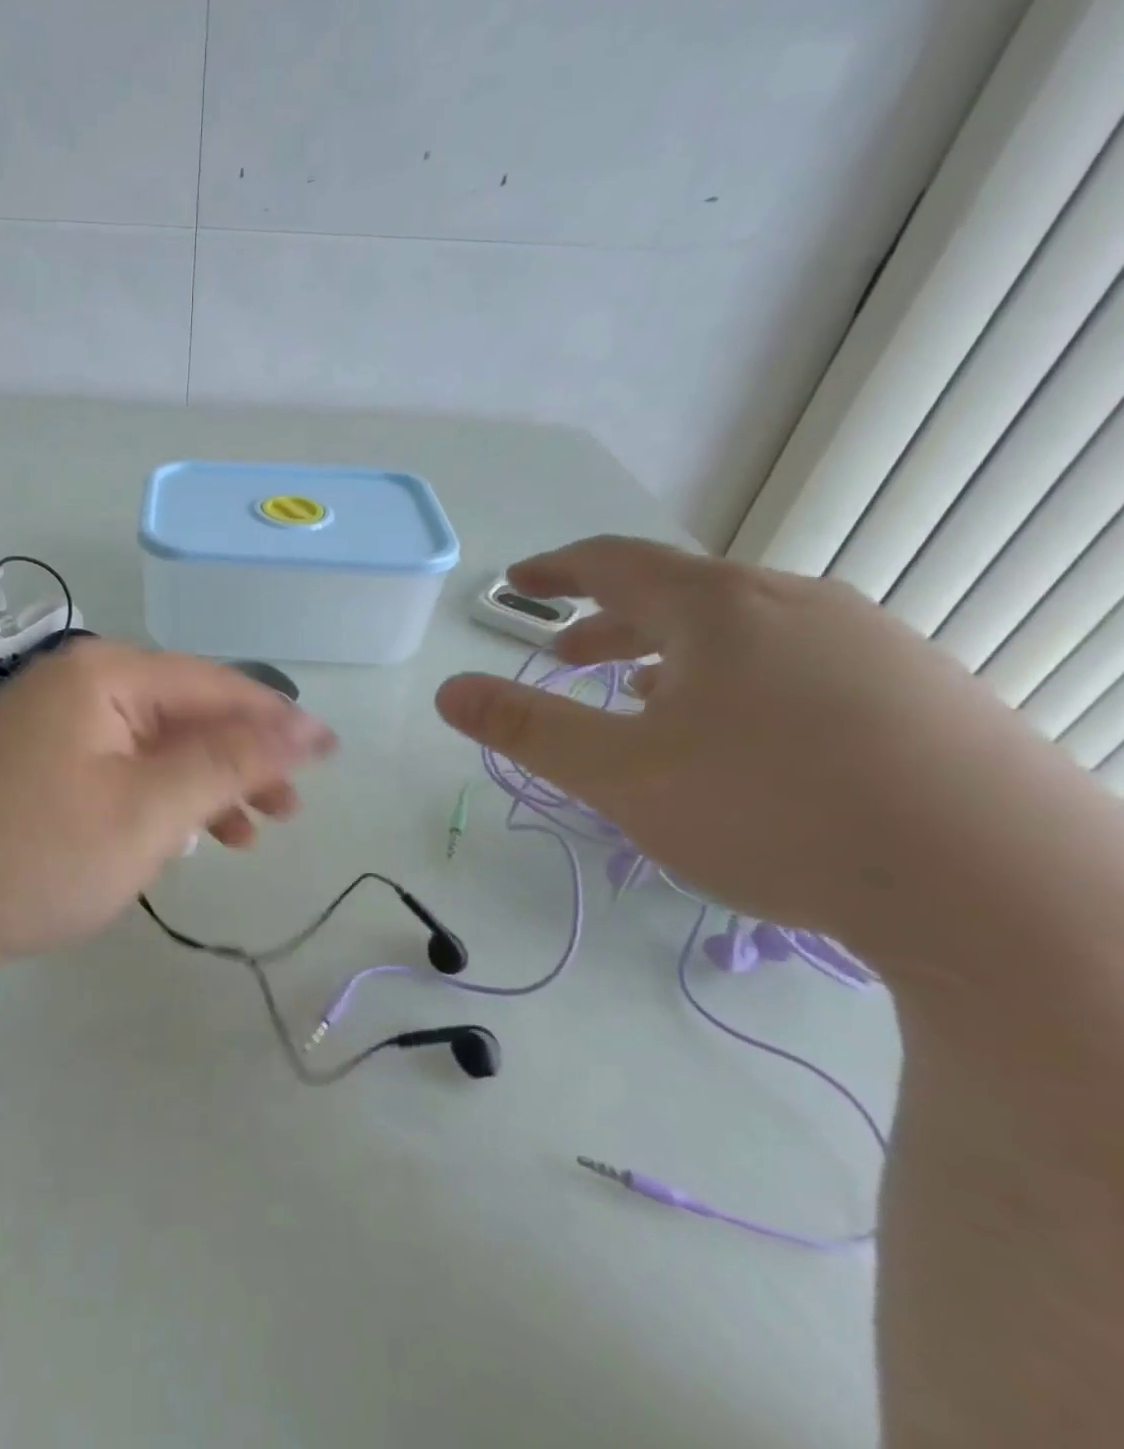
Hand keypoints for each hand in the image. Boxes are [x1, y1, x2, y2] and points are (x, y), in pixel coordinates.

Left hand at [0, 641, 335, 967]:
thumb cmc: (39, 855)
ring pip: (154, 743)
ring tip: (248, 832)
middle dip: (240, 760)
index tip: (330, 756)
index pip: (215, 686)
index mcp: (105, 675)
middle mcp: (79, 683)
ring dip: (203, 783)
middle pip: (185, 712)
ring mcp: (54, 722)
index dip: (277, 722)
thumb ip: (229, 764)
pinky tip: (183, 834)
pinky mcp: (40, 761)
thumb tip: (306, 727)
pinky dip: (157, 796)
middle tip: (287, 810)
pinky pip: (120, 766)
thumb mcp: (149, 811)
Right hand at [433, 537, 1090, 959]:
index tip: (518, 580)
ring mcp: (871, 644)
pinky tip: (739, 738)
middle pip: (679, 594)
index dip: (557, 569)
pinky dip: (737, 681)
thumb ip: (528, 729)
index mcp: (721, 609)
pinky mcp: (918, 692)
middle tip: (566, 657)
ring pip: (742, 631)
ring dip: (673, 655)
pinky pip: (796, 662)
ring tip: (644, 699)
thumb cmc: (774, 811)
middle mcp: (797, 606)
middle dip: (610, 623)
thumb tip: (448, 691)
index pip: (618, 563)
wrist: (1001, 887)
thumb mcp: (623, 775)